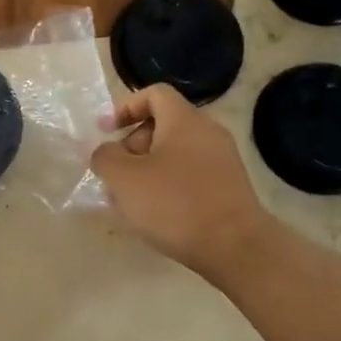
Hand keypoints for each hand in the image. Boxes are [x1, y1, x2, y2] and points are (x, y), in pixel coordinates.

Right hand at [90, 85, 277, 280]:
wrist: (235, 247)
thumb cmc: (174, 204)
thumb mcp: (124, 178)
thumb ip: (105, 157)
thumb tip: (105, 152)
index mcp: (183, 120)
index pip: (154, 94)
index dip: (125, 107)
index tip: (105, 132)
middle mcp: (207, 133)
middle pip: (162, 126)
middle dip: (132, 147)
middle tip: (115, 176)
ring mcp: (222, 161)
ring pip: (174, 155)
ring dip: (146, 172)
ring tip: (128, 203)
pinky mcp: (228, 189)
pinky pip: (189, 177)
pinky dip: (167, 188)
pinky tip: (155, 217)